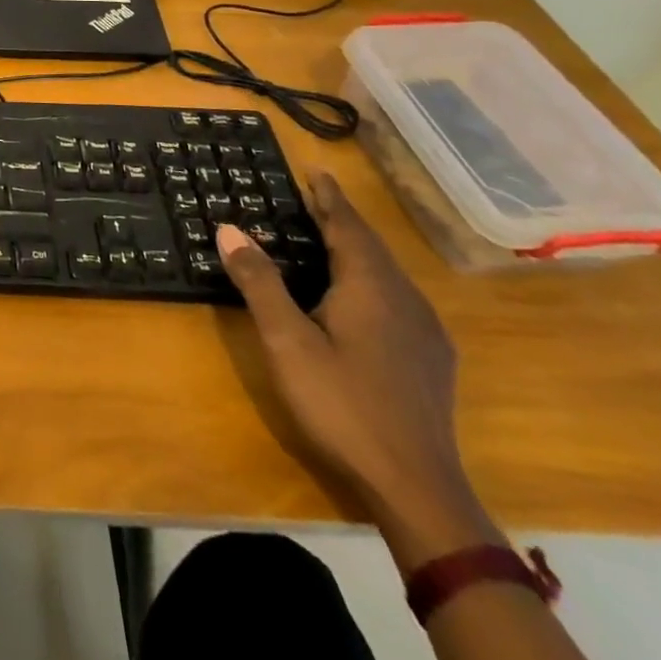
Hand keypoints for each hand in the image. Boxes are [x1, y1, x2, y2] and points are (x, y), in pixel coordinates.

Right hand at [216, 173, 498, 561]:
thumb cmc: (343, 404)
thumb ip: (260, 282)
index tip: (316, 171)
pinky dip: (370, 279)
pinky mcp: (430, 360)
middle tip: (313, 199)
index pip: (348, 227)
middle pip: (371, 247)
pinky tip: (360, 298)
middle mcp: (405, 300)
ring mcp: (425, 333)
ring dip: (357, 249)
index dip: (329, 198)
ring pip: (387, 274)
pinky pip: (396, 298)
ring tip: (329, 239)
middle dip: (342, 220)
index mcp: (372, 287)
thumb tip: (230, 228)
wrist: (416, 488)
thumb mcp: (287, 341)